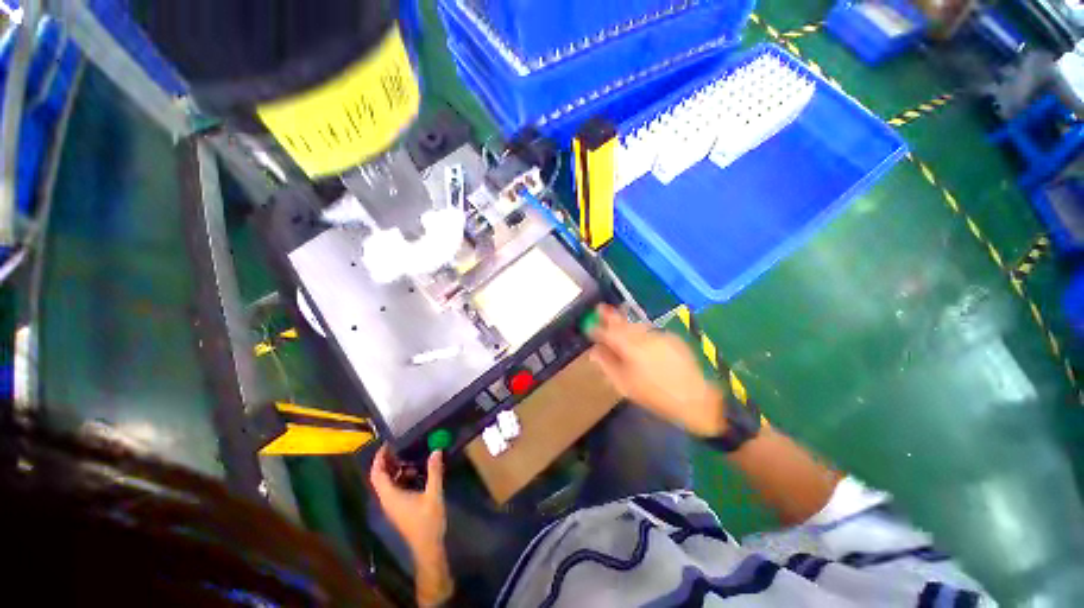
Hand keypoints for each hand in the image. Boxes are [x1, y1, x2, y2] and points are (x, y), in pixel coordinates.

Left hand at [369, 445, 446, 560]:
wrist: (427, 547)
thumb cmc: (428, 522)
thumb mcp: (434, 494)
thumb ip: (434, 472)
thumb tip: (436, 450)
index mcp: (391, 496)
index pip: (377, 474)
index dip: (379, 458)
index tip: (387, 444)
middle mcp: (387, 500)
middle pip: (380, 477)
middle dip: (388, 461)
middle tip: (400, 446)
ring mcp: (392, 505)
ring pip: (388, 483)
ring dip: (396, 469)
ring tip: (410, 456)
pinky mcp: (399, 508)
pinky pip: (395, 488)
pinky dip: (402, 477)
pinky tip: (416, 472)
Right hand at [589, 305, 726, 436]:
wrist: (695, 398)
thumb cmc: (655, 395)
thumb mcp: (625, 384)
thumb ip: (607, 364)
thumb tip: (594, 351)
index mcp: (631, 347)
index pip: (609, 332)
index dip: (597, 327)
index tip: (589, 324)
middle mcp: (644, 336)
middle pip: (623, 322)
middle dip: (610, 316)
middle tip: (600, 309)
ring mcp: (660, 335)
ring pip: (637, 325)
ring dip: (626, 324)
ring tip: (618, 323)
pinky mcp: (672, 338)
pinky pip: (650, 331)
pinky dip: (641, 332)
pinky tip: (640, 339)